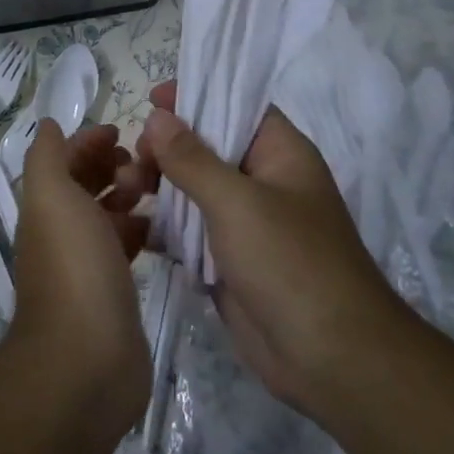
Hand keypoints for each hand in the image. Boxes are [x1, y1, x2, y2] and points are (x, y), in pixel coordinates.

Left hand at [7, 121, 154, 434]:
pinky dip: (142, 230)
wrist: (88, 357)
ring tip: (158, 192)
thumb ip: (47, 157)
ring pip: (108, 215)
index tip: (122, 133)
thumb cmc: (73, 266)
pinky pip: (127, 247)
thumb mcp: (52, 197)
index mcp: (44, 209)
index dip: (87, 142)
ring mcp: (87, 264)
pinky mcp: (113, 290)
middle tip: (144, 167)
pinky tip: (165, 227)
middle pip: (86, 186)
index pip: (62, 161)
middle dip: (113, 167)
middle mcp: (61, 233)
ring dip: (130, 196)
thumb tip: (47, 125)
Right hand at [136, 82, 405, 418]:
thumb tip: (158, 116)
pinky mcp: (228, 260)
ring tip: (124, 191)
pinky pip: (189, 231)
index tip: (152, 99)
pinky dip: (163, 226)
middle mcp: (263, 181)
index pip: (236, 105)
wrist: (329, 358)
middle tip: (133, 162)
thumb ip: (193, 158)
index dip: (197, 95)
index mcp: (280, 153)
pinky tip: (132, 227)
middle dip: (166, 148)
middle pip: (207, 147)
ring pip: (193, 190)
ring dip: (159, 187)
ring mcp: (245, 223)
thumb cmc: (290, 263)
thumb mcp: (238, 202)